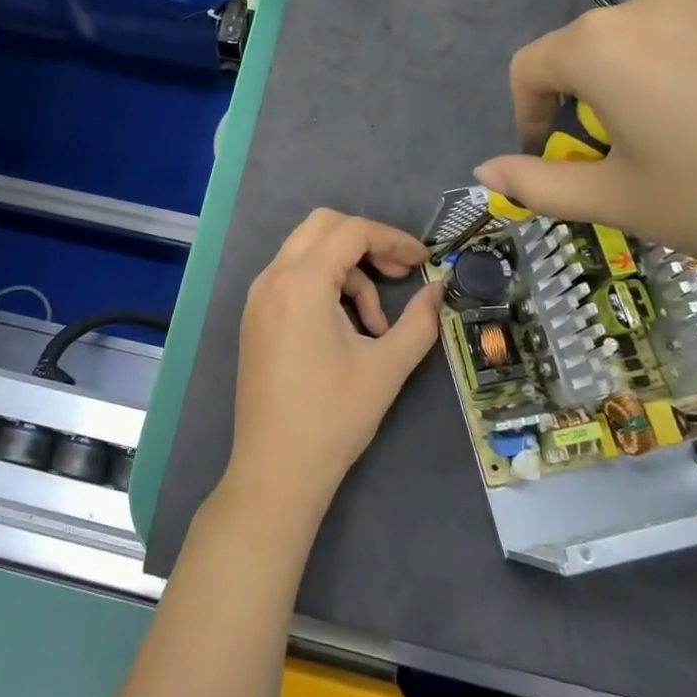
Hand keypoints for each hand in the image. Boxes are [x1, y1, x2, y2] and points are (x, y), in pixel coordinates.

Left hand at [225, 209, 443, 521]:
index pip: (351, 231)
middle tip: (400, 274)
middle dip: (367, 242)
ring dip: (347, 270)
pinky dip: (324, 285)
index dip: (393, 238)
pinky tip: (347, 329)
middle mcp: (272, 278)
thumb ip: (419, 321)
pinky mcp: (255, 317)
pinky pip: (293, 278)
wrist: (276, 470)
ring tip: (375, 324)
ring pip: (307, 252)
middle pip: (323, 227)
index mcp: (301, 282)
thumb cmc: (334, 416)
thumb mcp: (387, 366)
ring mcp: (258, 297)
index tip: (423, 262)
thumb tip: (440, 289)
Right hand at [474, 0, 696, 289]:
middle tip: (618, 167)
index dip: (526, 119)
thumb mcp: (620, 201)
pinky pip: (687, 42)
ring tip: (672, 151)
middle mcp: (648, 4)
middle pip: (582, 54)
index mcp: (600, 44)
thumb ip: (539, 184)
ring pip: (636, 48)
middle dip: (581, 109)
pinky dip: (677, 81)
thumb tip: (485, 169)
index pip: (529, 69)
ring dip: (629, 94)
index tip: (550, 162)